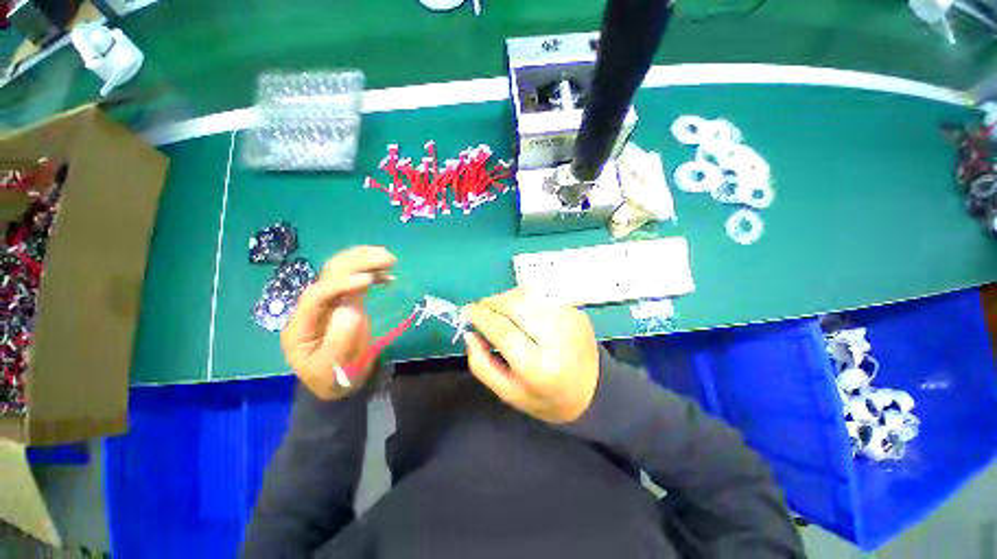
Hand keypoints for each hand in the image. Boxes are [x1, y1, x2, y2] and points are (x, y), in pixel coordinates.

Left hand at [281, 246, 395, 399]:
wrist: (338, 382)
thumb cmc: (332, 378)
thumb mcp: (332, 369)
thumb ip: (338, 340)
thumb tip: (350, 307)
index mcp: (301, 324)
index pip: (317, 295)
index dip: (340, 284)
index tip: (368, 281)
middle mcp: (313, 306)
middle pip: (329, 274)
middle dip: (357, 262)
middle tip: (387, 257)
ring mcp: (331, 301)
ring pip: (342, 271)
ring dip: (364, 260)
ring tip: (389, 258)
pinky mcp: (346, 301)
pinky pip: (356, 280)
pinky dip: (373, 273)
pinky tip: (388, 274)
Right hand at [462, 288, 599, 423]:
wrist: (593, 390)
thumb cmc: (546, 398)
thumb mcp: (509, 393)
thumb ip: (482, 364)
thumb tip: (469, 333)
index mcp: (539, 367)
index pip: (503, 330)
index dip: (481, 316)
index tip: (466, 311)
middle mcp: (558, 338)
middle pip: (516, 305)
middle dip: (492, 302)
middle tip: (481, 309)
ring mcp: (570, 319)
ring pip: (528, 294)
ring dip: (506, 298)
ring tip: (499, 310)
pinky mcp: (576, 310)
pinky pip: (541, 295)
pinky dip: (523, 299)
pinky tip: (520, 311)